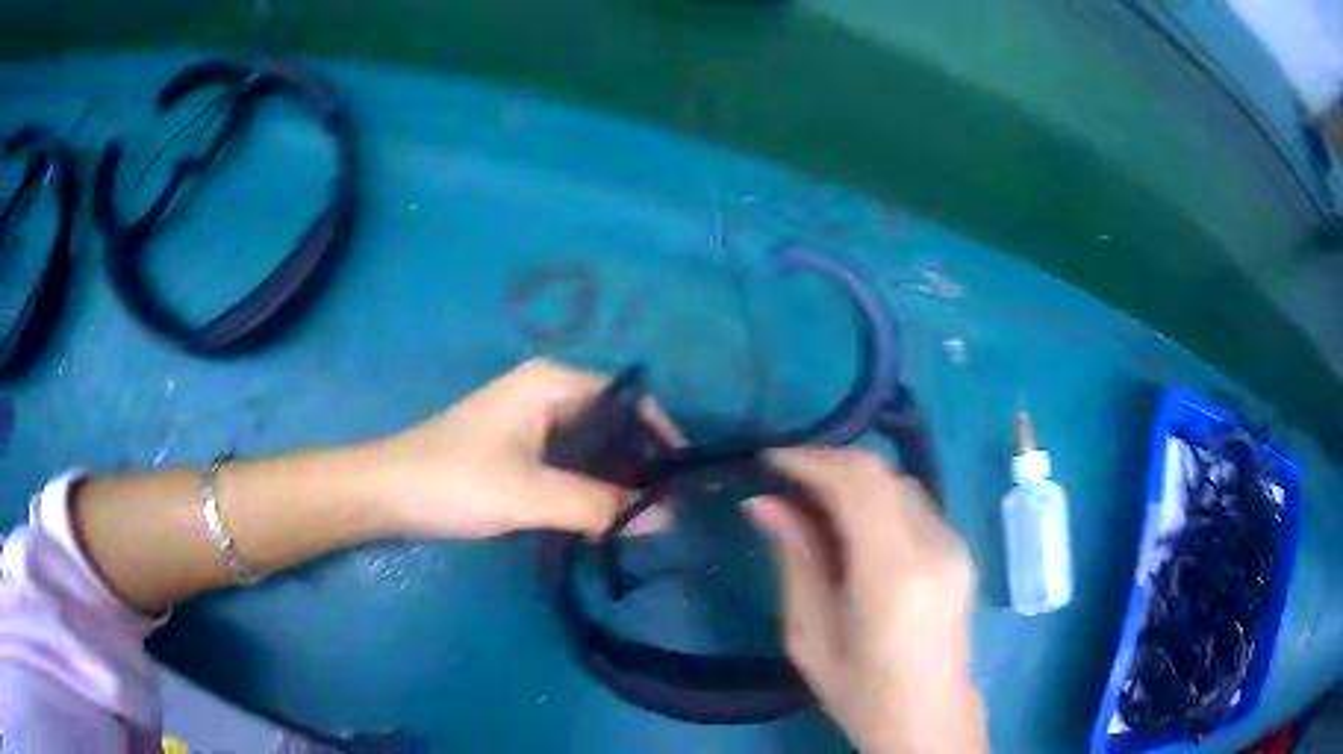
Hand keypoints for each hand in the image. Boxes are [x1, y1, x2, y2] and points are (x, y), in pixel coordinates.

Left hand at [365, 359, 676, 538]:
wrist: (386, 494)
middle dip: (643, 462)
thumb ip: (601, 505)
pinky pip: (571, 461)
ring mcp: (531, 420)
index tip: (688, 481)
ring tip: (648, 517)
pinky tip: (607, 515)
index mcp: (552, 383)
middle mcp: (547, 391)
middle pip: (615, 422)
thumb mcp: (531, 495)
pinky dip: (591, 485)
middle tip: (673, 508)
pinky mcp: (519, 448)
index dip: (664, 436)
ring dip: (617, 478)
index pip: (630, 400)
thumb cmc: (455, 482)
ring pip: (593, 445)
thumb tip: (668, 519)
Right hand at [747, 449, 986, 753]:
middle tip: (783, 480)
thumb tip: (765, 503)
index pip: (857, 483)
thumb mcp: (810, 636)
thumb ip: (795, 561)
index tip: (768, 460)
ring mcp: (955, 544)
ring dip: (852, 480)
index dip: (811, 460)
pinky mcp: (961, 549)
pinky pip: (913, 504)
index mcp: (895, 574)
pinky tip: (849, 523)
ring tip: (809, 499)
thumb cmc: (861, 693)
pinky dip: (875, 499)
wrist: (930, 716)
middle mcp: (935, 545)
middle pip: (880, 473)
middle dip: (828, 463)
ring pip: (898, 482)